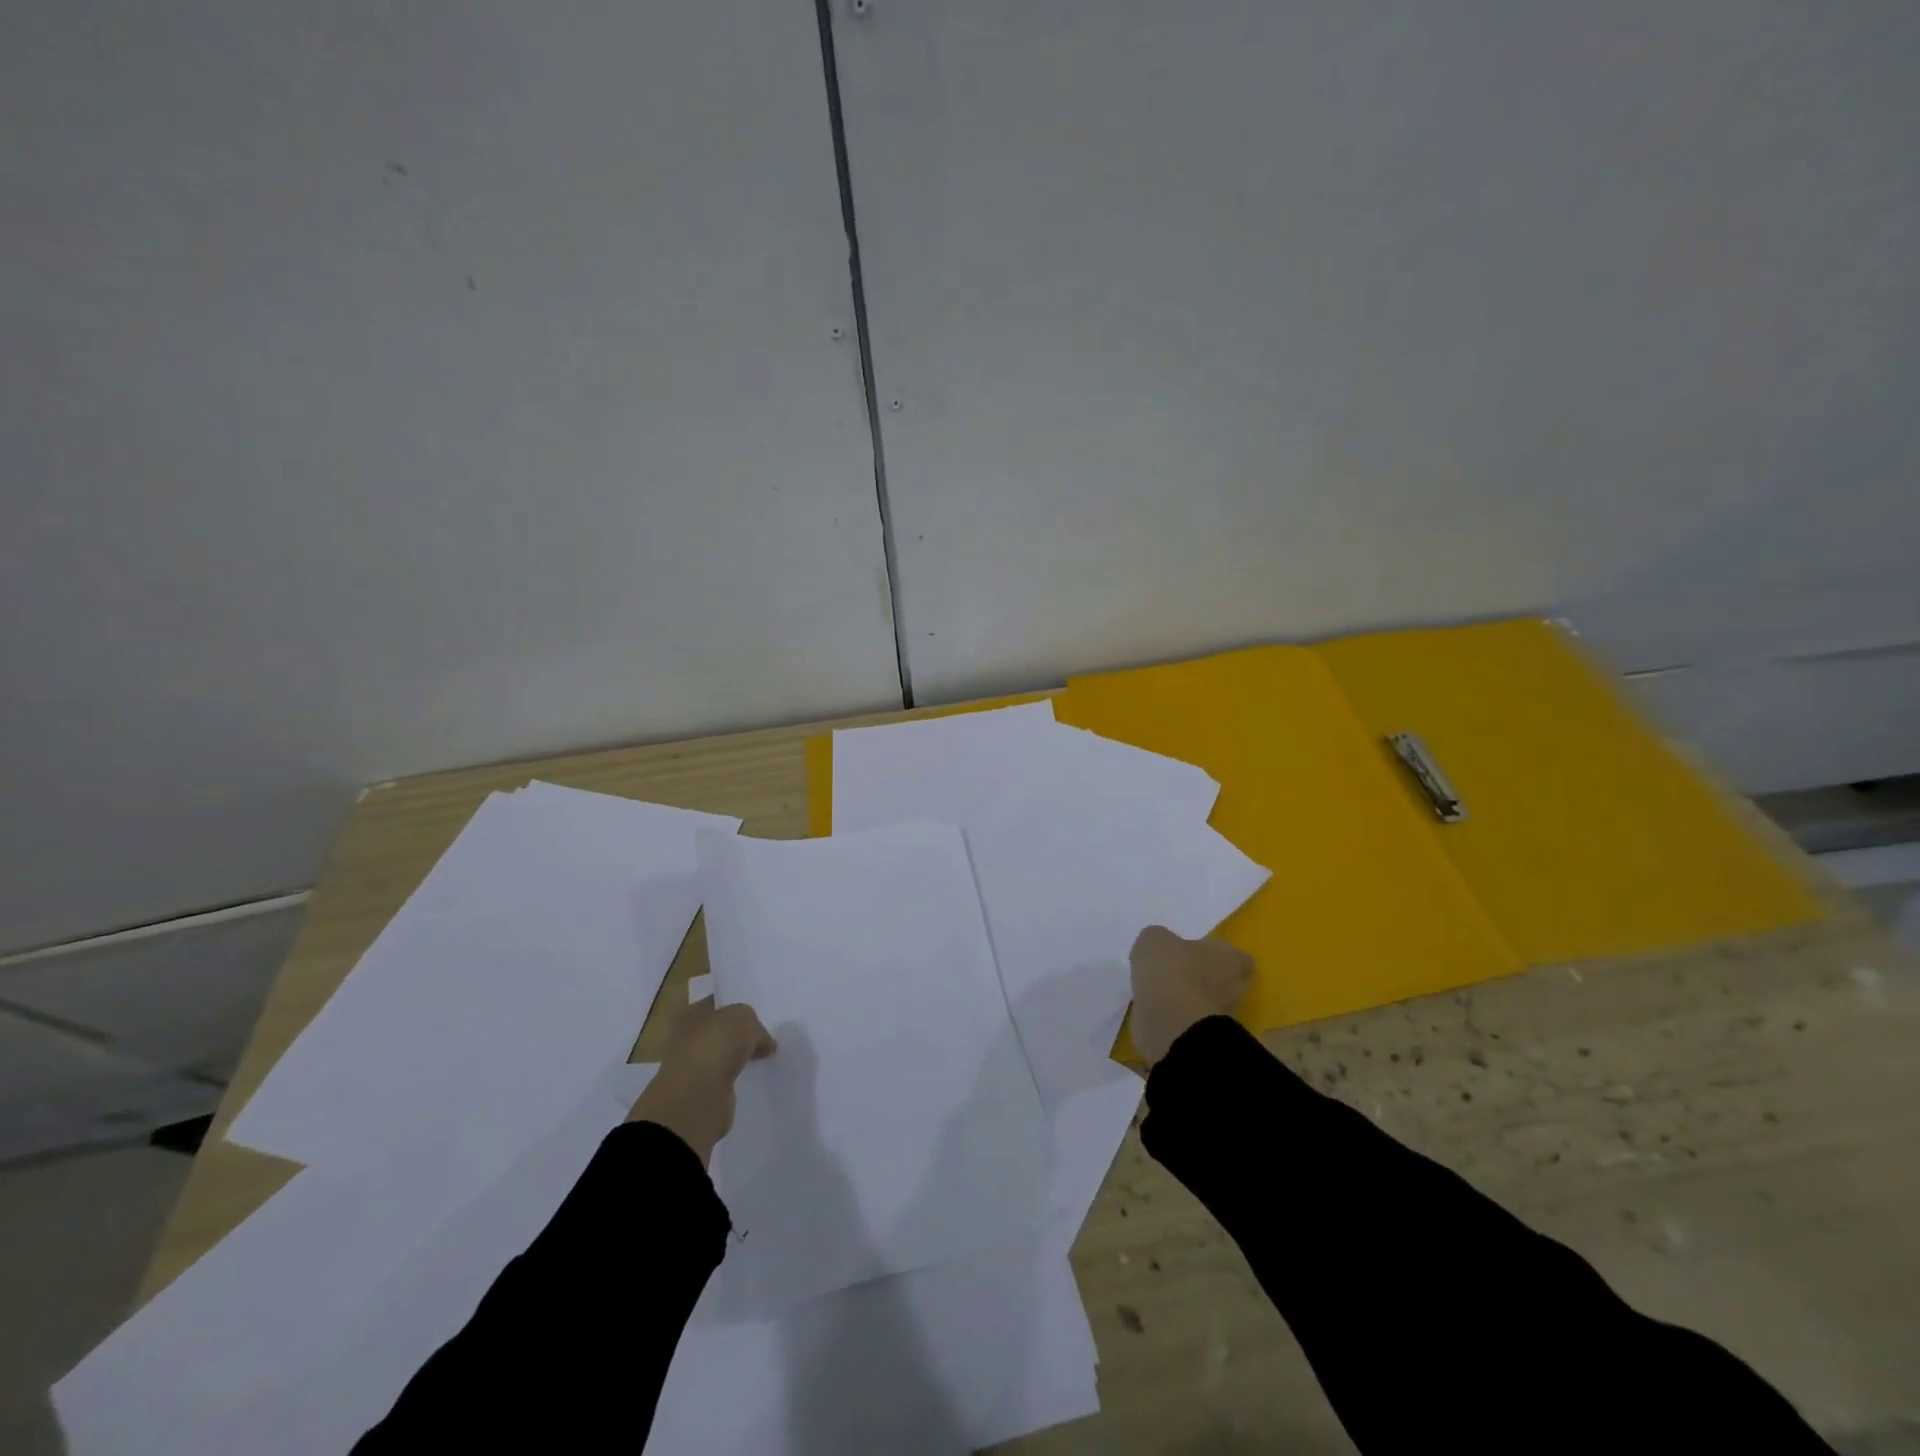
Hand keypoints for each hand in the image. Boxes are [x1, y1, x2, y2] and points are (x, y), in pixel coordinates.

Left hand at [628, 998, 776, 1165]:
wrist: (698, 1096)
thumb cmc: (716, 1044)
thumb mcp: (744, 1017)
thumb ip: (754, 1024)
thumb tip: (763, 1041)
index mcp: (690, 1013)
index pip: (715, 1003)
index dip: (735, 1005)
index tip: (756, 1011)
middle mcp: (686, 1038)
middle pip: (718, 1030)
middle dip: (737, 1033)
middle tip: (764, 1035)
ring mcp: (692, 1067)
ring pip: (721, 1056)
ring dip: (737, 1058)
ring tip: (763, 1057)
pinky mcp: (700, 1093)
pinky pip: (723, 1079)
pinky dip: (736, 1079)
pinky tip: (753, 1077)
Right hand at [1128, 925, 1252, 1063]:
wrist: (1168, 1021)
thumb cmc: (1170, 969)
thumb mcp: (1155, 939)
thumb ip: (1160, 940)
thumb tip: (1160, 949)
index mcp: (1230, 958)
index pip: (1239, 958)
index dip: (1221, 956)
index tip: (1199, 954)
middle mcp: (1234, 988)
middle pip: (1225, 981)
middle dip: (1204, 977)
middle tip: (1178, 971)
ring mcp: (1220, 1017)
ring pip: (1206, 1002)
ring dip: (1189, 998)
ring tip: (1163, 991)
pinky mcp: (1203, 1039)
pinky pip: (1190, 1021)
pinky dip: (1176, 1016)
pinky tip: (1156, 1008)